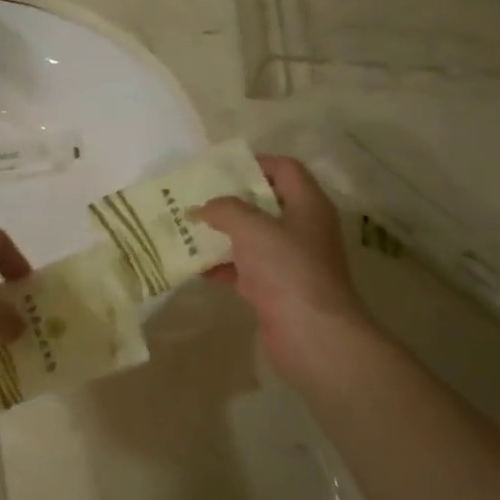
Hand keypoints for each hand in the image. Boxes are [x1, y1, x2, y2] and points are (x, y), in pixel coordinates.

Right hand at [197, 155, 379, 383]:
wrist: (312, 336)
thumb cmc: (288, 270)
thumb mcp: (253, 228)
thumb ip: (225, 210)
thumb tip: (202, 208)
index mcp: (308, 206)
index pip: (286, 169)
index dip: (255, 164)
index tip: (220, 169)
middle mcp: (302, 230)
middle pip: (265, 204)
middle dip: (230, 201)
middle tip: (196, 198)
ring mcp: (289, 262)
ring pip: (252, 238)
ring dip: (221, 234)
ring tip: (187, 228)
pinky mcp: (275, 290)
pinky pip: (244, 270)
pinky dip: (221, 266)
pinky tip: (194, 266)